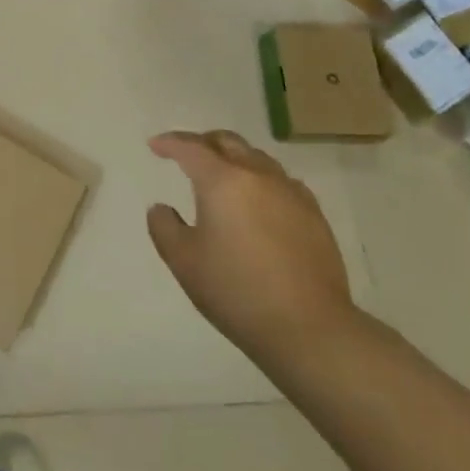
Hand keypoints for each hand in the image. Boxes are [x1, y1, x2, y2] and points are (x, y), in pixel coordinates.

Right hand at [146, 130, 358, 368]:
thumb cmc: (236, 291)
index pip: (191, 147)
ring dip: (234, 158)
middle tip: (187, 153)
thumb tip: (162, 208)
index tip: (155, 145)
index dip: (170, 142)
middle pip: (228, 142)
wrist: (309, 328)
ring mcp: (291, 193)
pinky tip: (259, 200)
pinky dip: (261, 179)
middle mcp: (258, 176)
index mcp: (223, 181)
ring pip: (257, 158)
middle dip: (203, 142)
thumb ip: (164, 227)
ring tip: (222, 175)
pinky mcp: (314, 215)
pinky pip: (281, 181)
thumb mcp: (183, 262)